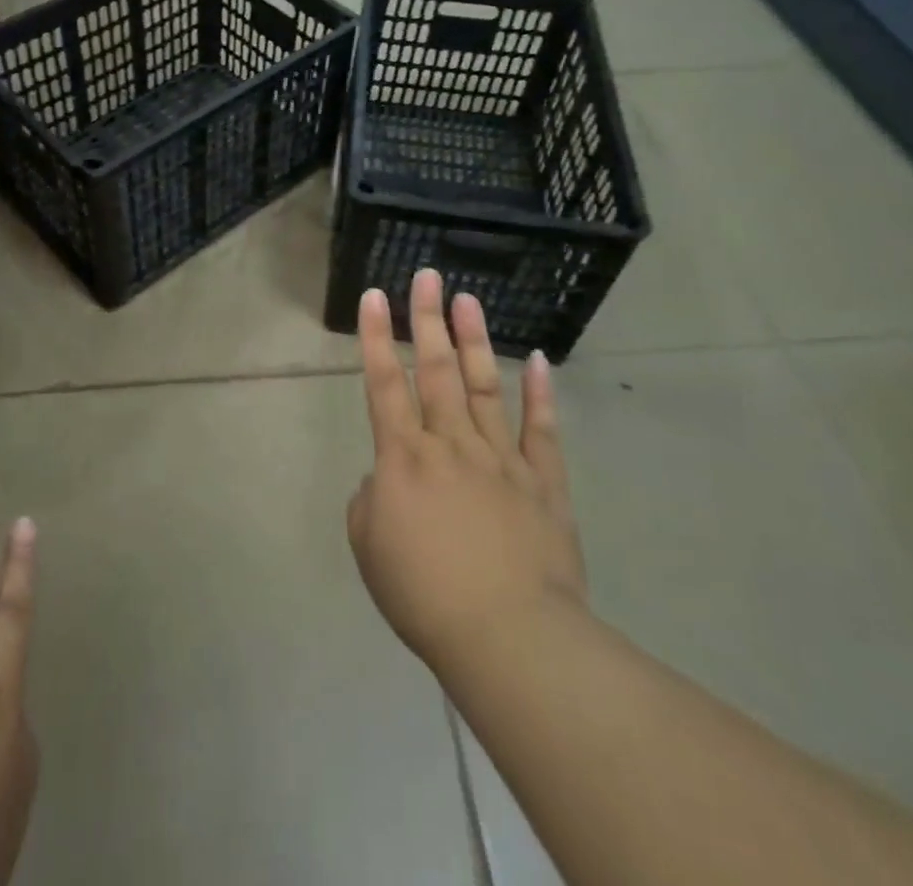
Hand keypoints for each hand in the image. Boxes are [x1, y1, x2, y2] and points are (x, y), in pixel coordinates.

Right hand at [347, 270, 587, 677]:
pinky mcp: (543, 483)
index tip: (375, 296)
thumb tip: (390, 479)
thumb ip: (372, 499)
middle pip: (435, 369)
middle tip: (427, 276)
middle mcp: (451, 443)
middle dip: (428, 318)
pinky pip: (542, 431)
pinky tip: (538, 360)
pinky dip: (541, 394)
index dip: (377, 337)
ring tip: (468, 298)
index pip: (384, 383)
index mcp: (404, 457)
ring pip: (484, 386)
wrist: (508, 637)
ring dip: (474, 339)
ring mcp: (502, 458)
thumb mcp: (369, 546)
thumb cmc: (424, 594)